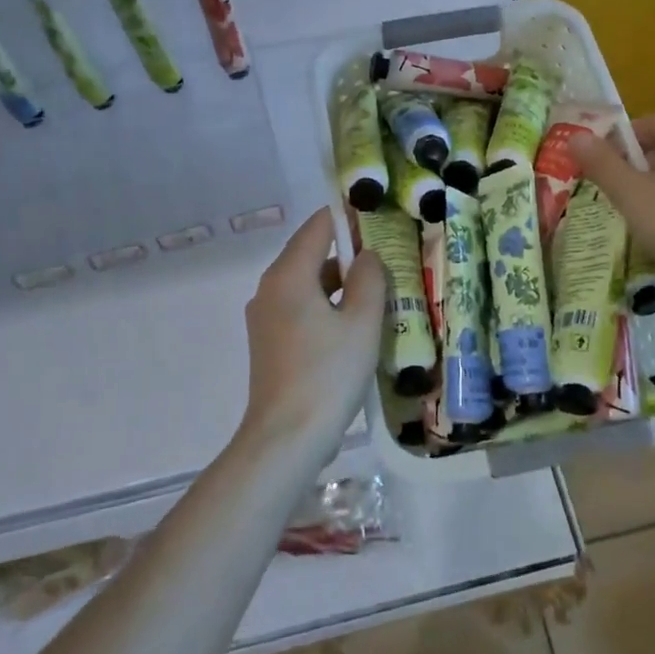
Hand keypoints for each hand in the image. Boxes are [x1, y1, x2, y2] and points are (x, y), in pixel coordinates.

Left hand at [241, 208, 385, 460]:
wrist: (286, 438)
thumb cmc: (328, 373)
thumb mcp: (361, 322)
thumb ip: (369, 279)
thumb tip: (367, 256)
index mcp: (288, 275)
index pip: (318, 227)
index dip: (347, 217)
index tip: (377, 214)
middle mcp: (270, 289)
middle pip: (312, 255)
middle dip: (349, 253)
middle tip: (388, 258)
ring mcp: (266, 318)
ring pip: (308, 285)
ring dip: (341, 285)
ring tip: (379, 294)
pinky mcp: (269, 343)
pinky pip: (301, 309)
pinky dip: (327, 308)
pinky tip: (355, 328)